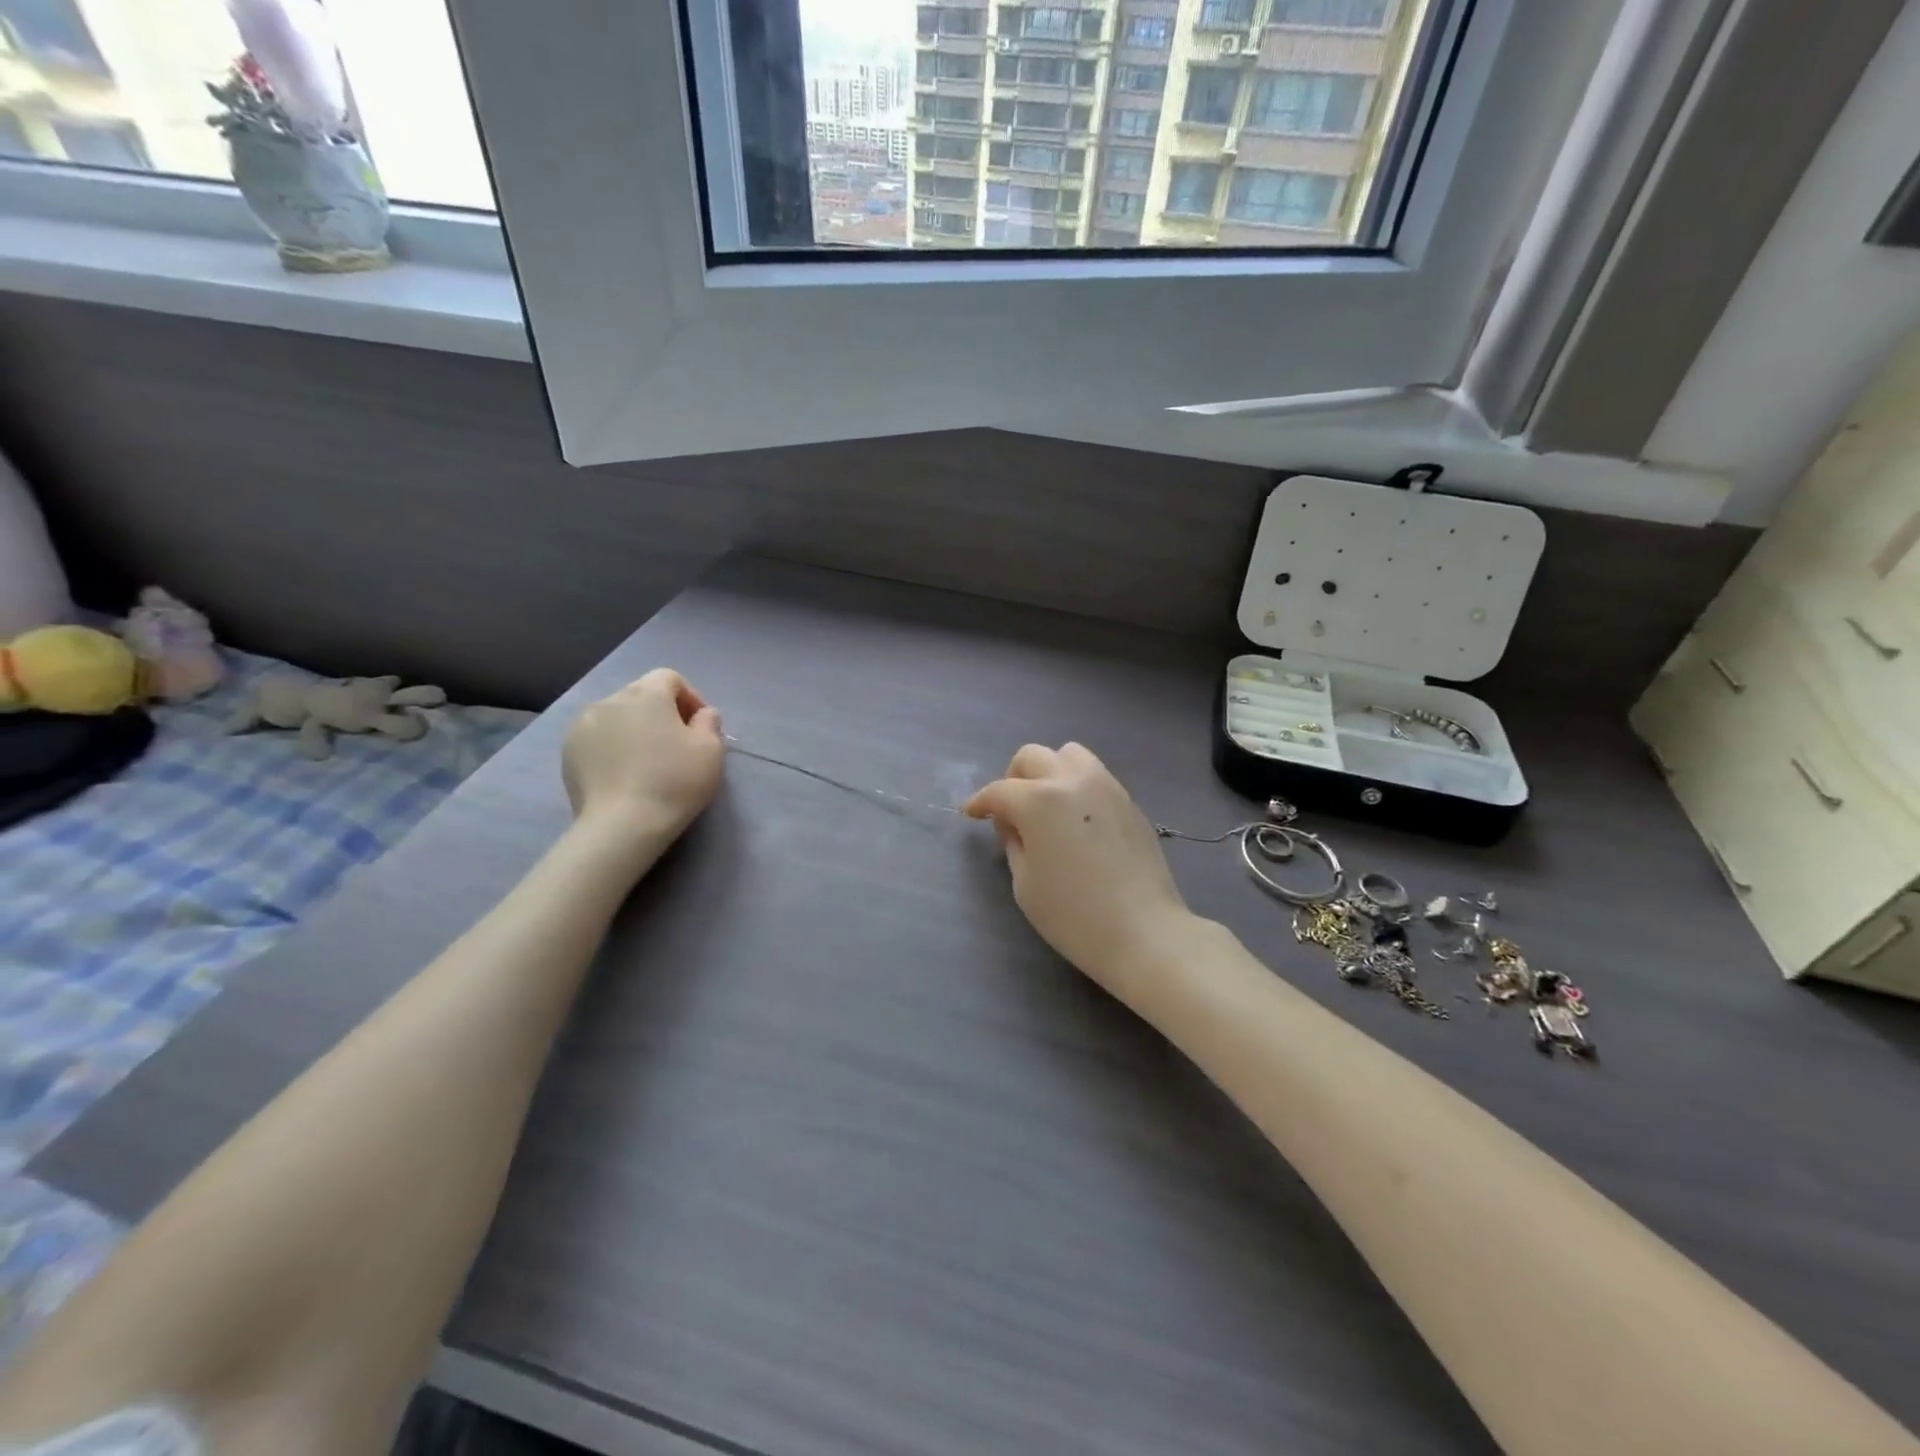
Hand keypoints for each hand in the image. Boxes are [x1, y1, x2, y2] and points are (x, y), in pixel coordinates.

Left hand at [562, 670, 725, 855]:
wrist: (622, 825)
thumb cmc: (674, 781)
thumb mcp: (712, 751)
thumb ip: (710, 723)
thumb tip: (702, 714)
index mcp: (646, 694)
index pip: (669, 678)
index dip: (689, 697)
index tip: (699, 726)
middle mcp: (610, 700)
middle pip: (641, 695)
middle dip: (660, 713)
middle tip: (676, 745)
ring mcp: (583, 725)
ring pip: (617, 717)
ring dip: (634, 729)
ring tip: (646, 760)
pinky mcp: (568, 751)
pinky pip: (597, 738)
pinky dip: (612, 747)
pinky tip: (623, 774)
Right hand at [964, 743, 1194, 1002]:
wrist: (1144, 932)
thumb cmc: (1073, 915)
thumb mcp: (1024, 884)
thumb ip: (1013, 843)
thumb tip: (1013, 824)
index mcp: (1038, 800)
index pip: (999, 791)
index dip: (980, 802)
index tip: (971, 814)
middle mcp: (1071, 780)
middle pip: (1032, 757)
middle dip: (1012, 779)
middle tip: (1010, 810)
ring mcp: (1105, 786)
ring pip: (1068, 754)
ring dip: (1049, 771)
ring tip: (1047, 805)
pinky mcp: (1129, 800)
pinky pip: (1094, 775)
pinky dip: (1076, 784)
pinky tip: (1076, 818)